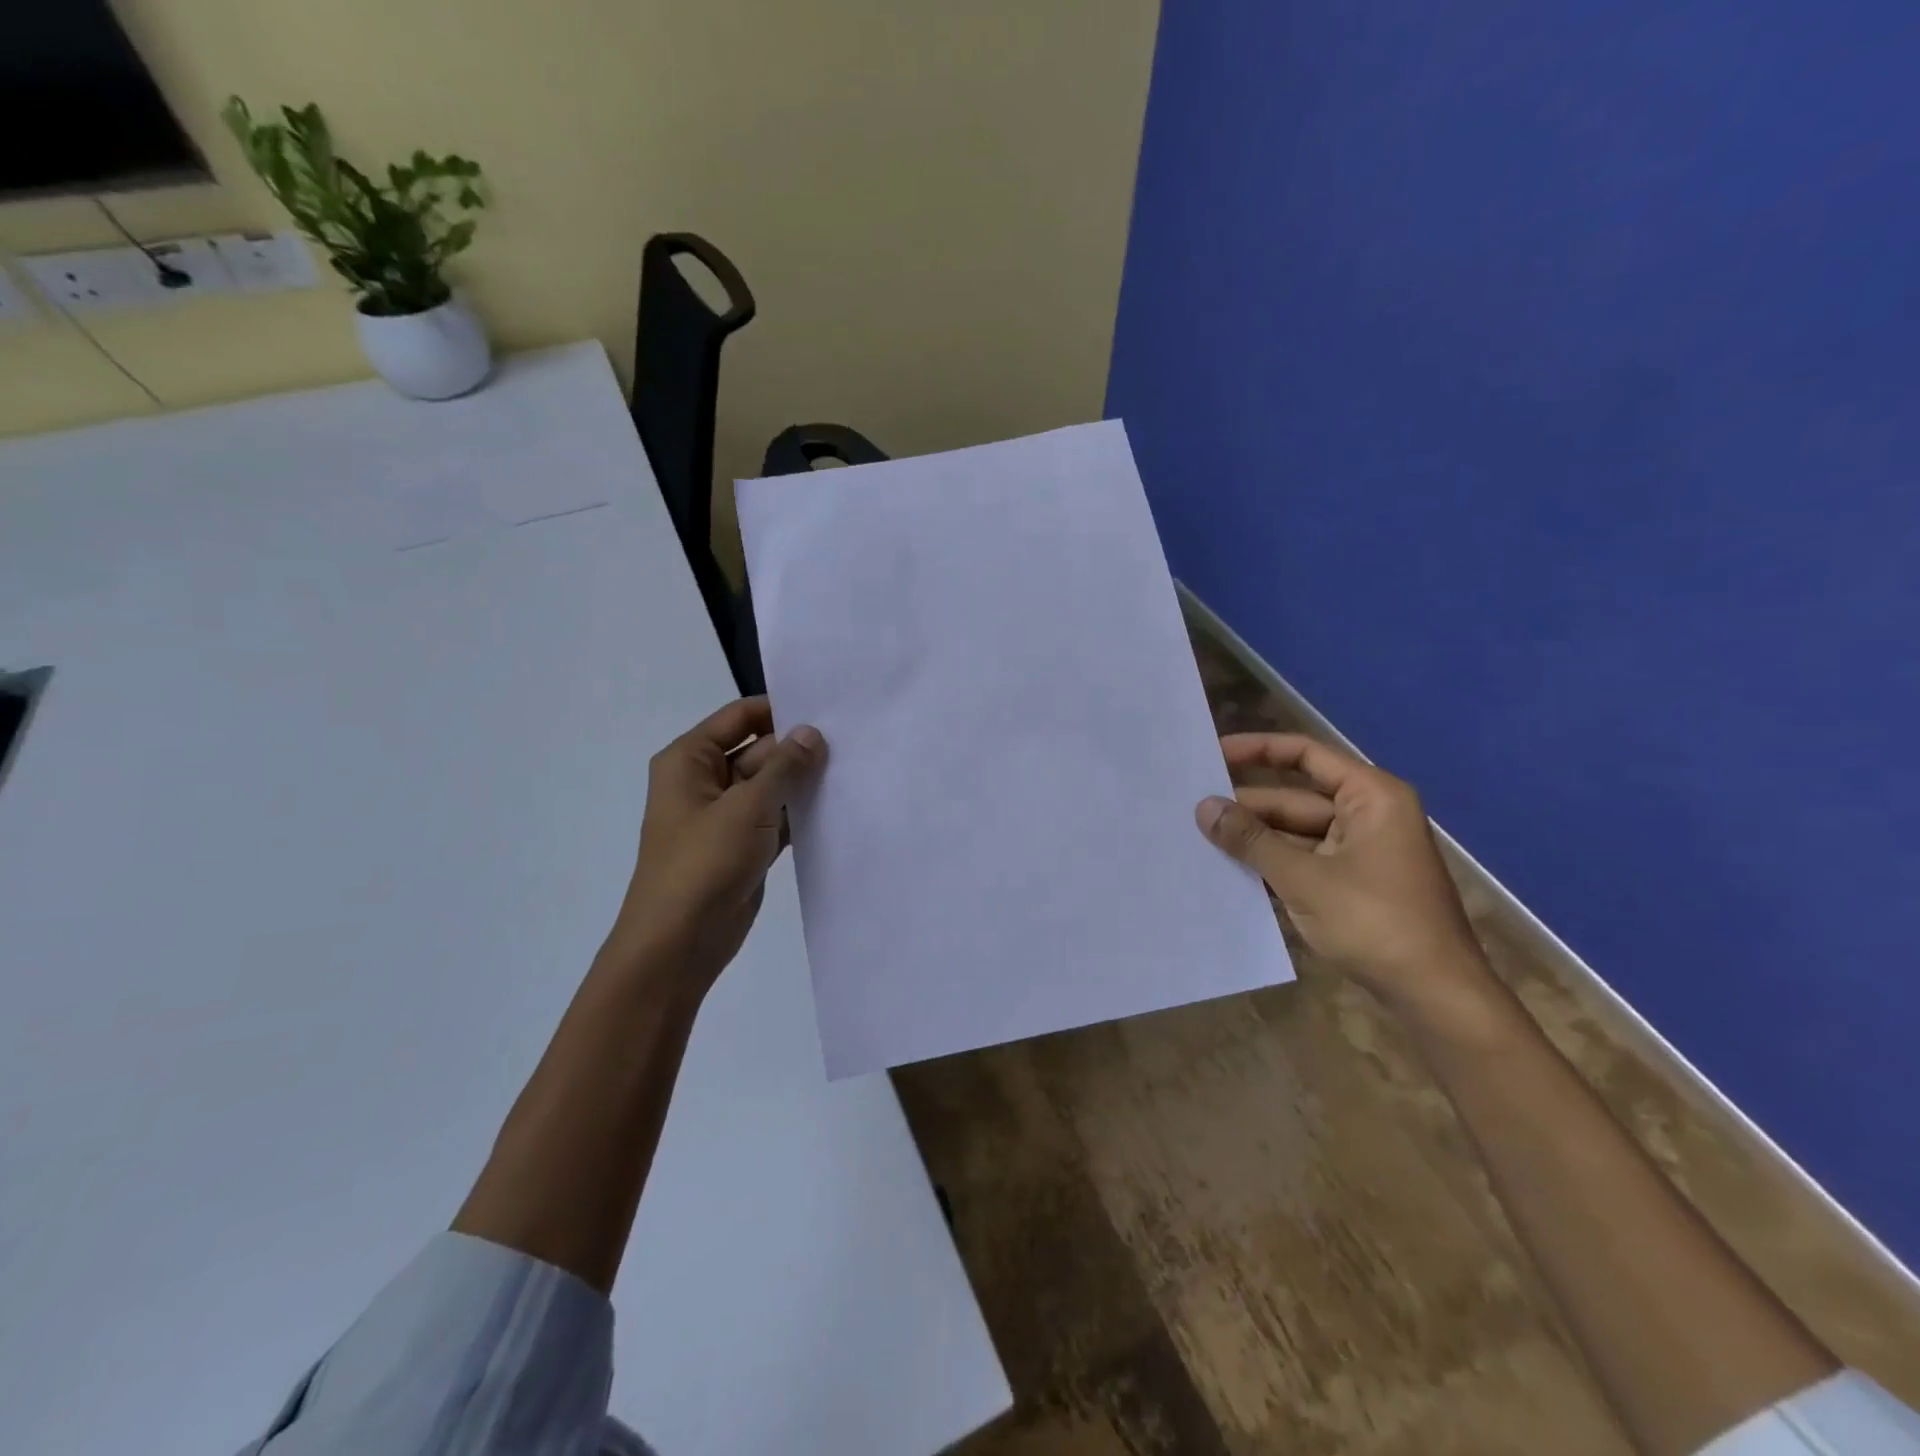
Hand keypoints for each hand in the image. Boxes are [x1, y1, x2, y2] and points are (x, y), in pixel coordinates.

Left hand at [602, 697, 825, 996]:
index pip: (740, 717)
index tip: (828, 708)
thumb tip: (812, 732)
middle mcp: (706, 781)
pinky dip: (801, 813)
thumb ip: (784, 767)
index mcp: (690, 760)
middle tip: (853, 742)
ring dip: (804, 782)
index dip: (780, 710)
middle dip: (799, 748)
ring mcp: (727, 816)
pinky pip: (778, 817)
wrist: (679, 944)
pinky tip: (839, 805)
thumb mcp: (746, 807)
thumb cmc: (703, 864)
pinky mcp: (745, 846)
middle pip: (759, 750)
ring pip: (772, 785)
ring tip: (854, 768)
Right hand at [1196, 733, 1498, 1032]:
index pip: (1305, 756)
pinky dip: (1270, 866)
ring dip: (1254, 840)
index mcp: (1370, 797)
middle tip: (1190, 809)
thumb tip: (1203, 807)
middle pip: (1294, 799)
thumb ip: (1251, 840)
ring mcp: (1360, 853)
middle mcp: (1367, 816)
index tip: (1212, 755)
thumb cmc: (1375, 922)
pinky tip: (1228, 872)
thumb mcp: (1304, 878)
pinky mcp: (1352, 886)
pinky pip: (1302, 863)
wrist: (1435, 996)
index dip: (1257, 750)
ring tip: (1198, 839)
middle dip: (1246, 807)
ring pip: (1294, 834)